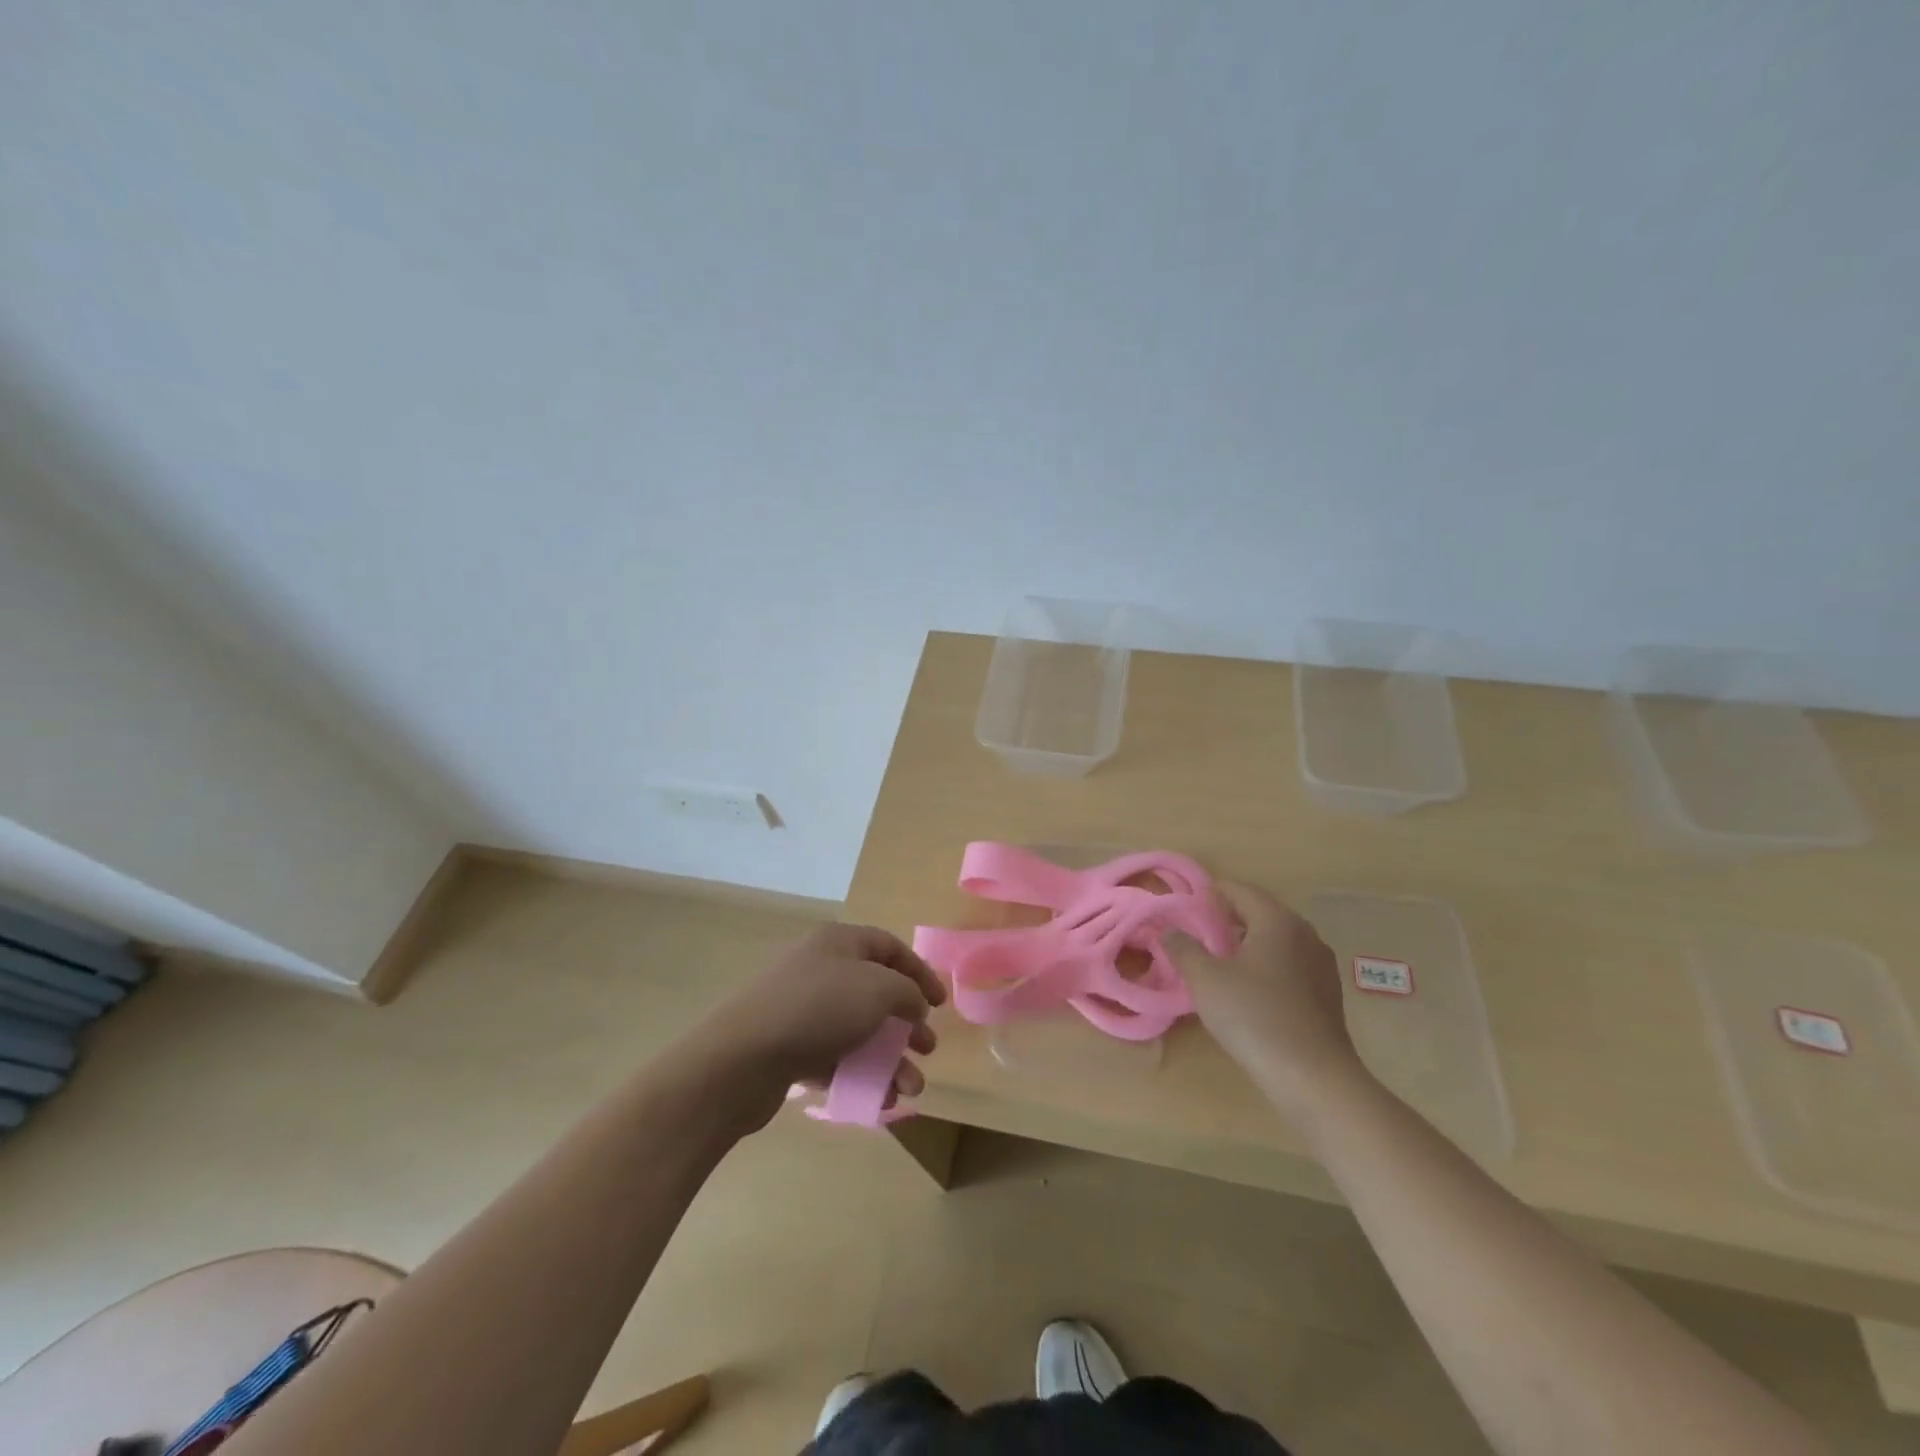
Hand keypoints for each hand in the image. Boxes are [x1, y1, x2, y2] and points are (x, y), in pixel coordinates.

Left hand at [700, 923, 944, 1126]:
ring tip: (909, 1089)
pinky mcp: (789, 1047)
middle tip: (927, 1048)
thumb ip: (907, 992)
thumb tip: (912, 1003)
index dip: (920, 972)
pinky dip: (860, 1075)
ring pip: (858, 1030)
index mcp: (838, 942)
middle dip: (906, 1023)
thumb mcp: (878, 989)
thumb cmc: (818, 1008)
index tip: (940, 1004)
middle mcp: (820, 969)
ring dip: (889, 1059)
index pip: (889, 947)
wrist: (741, 1058)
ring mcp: (802, 1009)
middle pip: (875, 991)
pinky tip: (880, 1100)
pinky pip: (835, 1058)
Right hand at [1167, 882, 1369, 1119]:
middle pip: (1261, 913)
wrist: (1313, 1077)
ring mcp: (1321, 965)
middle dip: (1228, 919)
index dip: (1211, 893)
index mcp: (1277, 920)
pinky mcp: (1328, 995)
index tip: (1186, 905)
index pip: (1240, 890)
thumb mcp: (1205, 979)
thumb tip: (1170, 930)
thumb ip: (1183, 948)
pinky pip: (1290, 966)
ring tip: (1218, 962)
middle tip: (1197, 933)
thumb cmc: (1254, 1016)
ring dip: (1247, 944)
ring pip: (1277, 941)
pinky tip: (1248, 991)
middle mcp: (1305, 934)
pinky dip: (1266, 967)